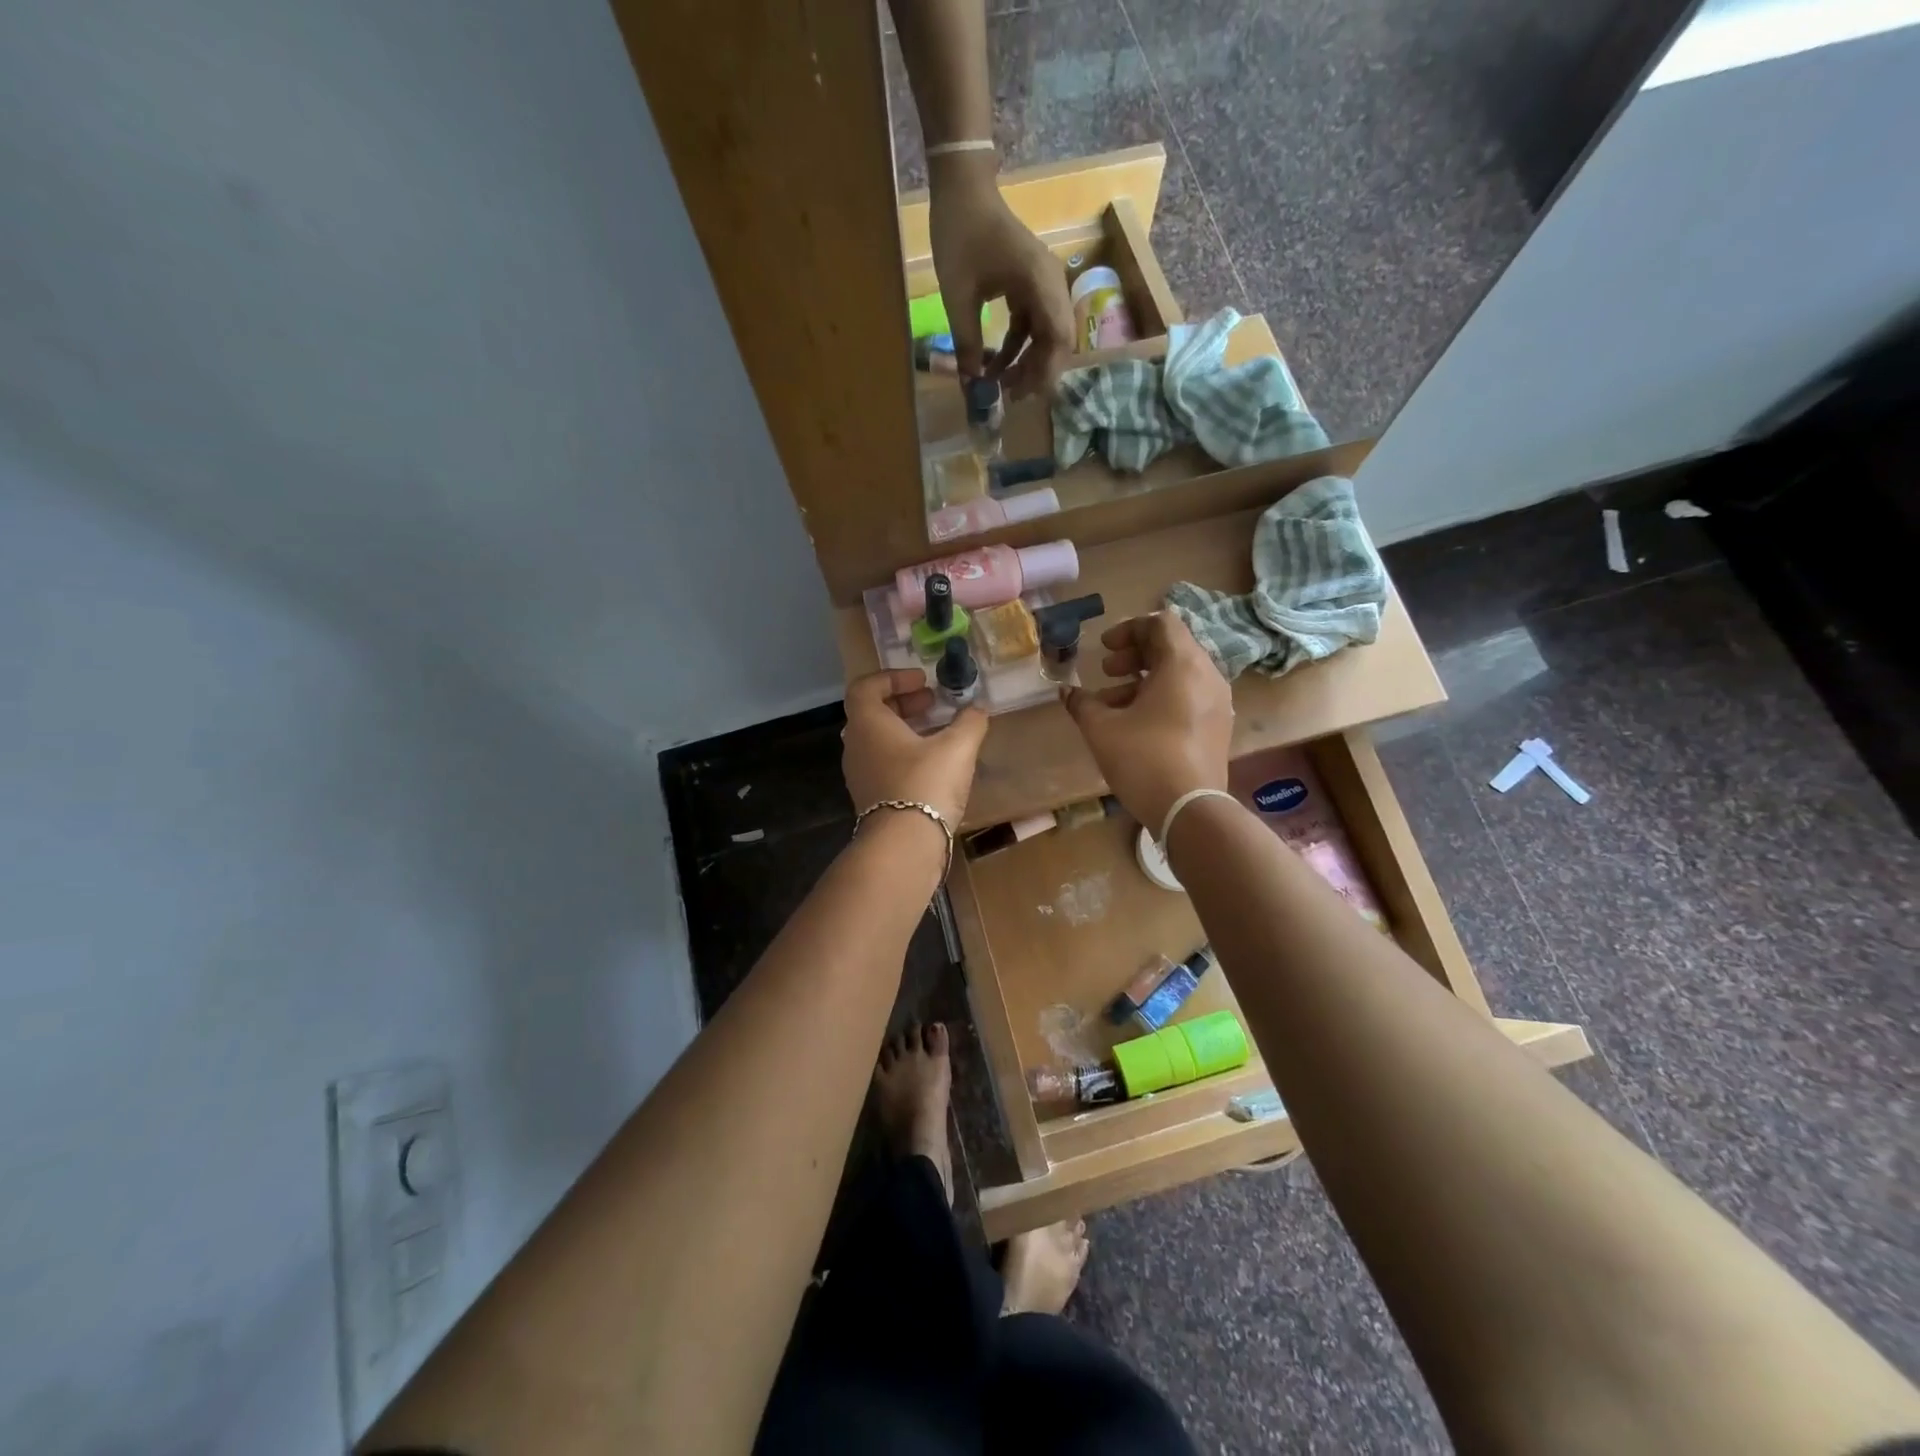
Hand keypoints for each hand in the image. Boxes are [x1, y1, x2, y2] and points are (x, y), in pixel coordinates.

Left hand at [843, 669, 988, 830]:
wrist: (904, 844)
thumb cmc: (925, 783)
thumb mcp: (957, 747)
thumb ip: (969, 722)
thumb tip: (978, 709)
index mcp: (868, 724)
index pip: (866, 687)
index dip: (892, 678)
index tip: (922, 680)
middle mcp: (856, 745)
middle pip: (872, 712)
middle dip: (903, 702)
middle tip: (932, 702)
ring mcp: (859, 774)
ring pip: (878, 740)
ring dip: (905, 729)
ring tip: (937, 732)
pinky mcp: (870, 798)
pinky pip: (883, 763)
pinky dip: (904, 754)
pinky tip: (933, 764)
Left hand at [928, 157, 1073, 398]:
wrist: (962, 189)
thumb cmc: (960, 234)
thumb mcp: (958, 295)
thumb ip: (966, 342)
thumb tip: (970, 385)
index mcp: (1041, 282)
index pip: (1059, 338)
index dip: (1045, 372)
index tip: (1021, 396)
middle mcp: (1051, 285)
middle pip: (1056, 342)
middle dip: (1035, 373)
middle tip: (1008, 398)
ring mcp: (1042, 285)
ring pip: (1044, 337)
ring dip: (1025, 363)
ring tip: (1000, 386)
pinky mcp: (1029, 287)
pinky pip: (1030, 326)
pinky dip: (1016, 348)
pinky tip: (994, 365)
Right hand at [1062, 613, 1233, 830]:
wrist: (1190, 810)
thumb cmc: (1143, 759)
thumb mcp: (1101, 728)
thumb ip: (1082, 703)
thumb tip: (1067, 691)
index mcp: (1183, 664)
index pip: (1161, 623)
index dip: (1128, 629)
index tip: (1104, 648)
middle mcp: (1208, 675)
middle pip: (1171, 647)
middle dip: (1134, 655)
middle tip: (1106, 672)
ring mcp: (1218, 703)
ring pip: (1179, 674)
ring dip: (1144, 680)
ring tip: (1112, 704)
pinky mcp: (1218, 727)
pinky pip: (1189, 696)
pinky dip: (1162, 698)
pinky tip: (1135, 724)